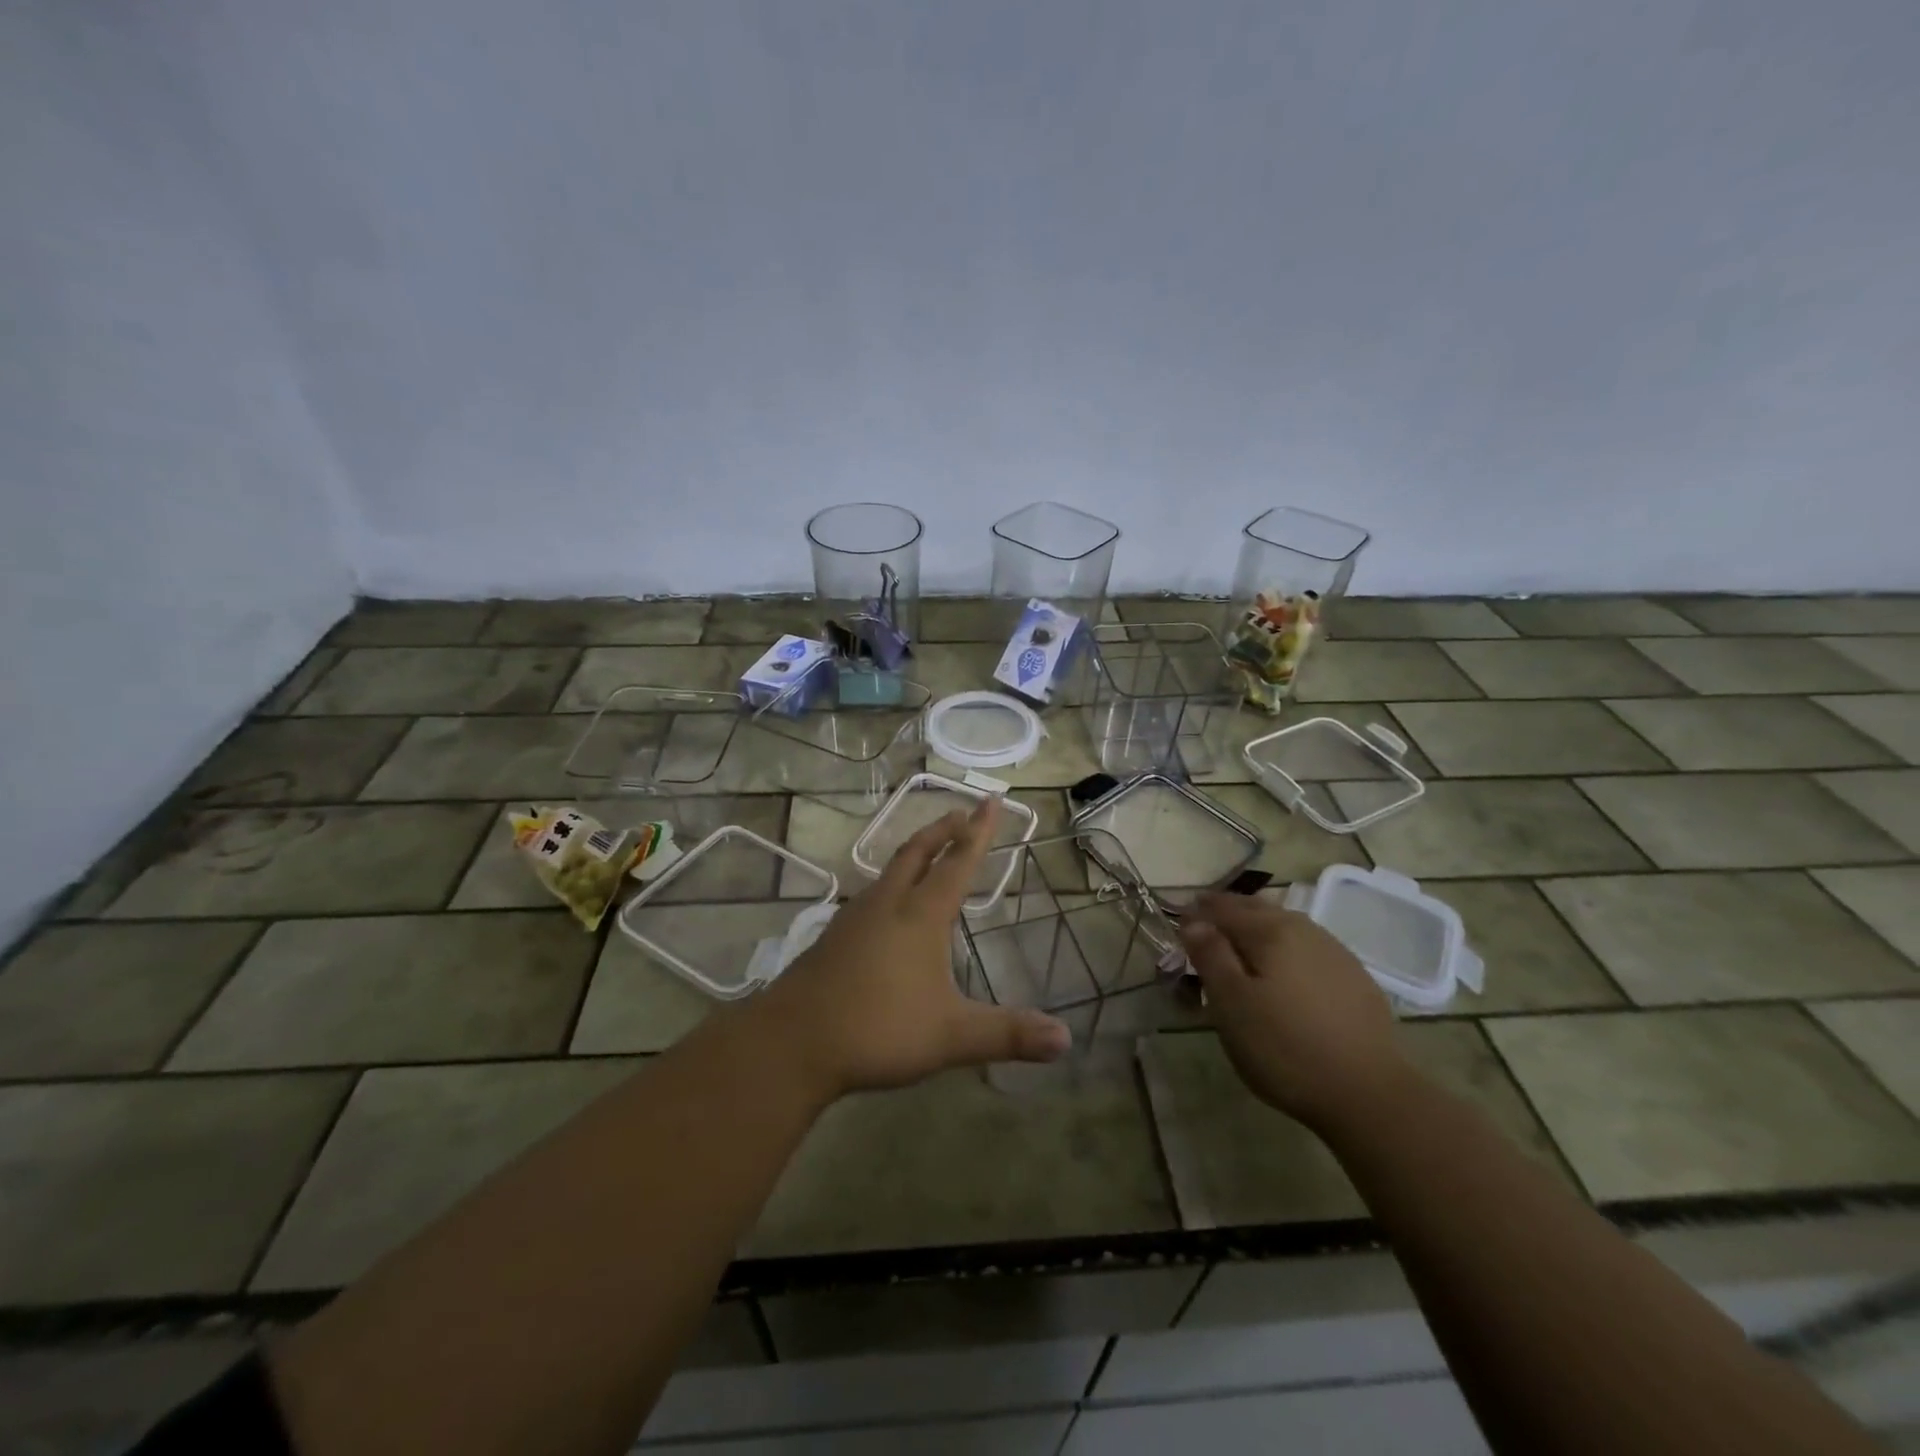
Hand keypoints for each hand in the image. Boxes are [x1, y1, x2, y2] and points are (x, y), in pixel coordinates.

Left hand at [757, 798, 1071, 1097]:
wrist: (793, 1041)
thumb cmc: (878, 1029)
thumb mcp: (951, 1035)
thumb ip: (1007, 1035)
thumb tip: (1065, 1039)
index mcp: (920, 916)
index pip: (958, 863)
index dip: (978, 833)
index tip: (990, 801)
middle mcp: (887, 904)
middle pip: (918, 853)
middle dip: (942, 830)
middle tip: (960, 812)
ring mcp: (855, 918)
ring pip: (890, 871)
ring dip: (915, 853)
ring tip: (928, 852)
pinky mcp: (833, 937)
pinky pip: (871, 894)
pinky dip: (891, 882)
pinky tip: (887, 905)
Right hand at [1179, 892, 1414, 1134]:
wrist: (1368, 1094)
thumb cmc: (1284, 1047)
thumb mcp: (1231, 1003)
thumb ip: (1210, 955)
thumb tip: (1193, 920)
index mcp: (1271, 930)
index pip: (1223, 908)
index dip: (1196, 913)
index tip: (1177, 923)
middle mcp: (1304, 930)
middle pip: (1257, 909)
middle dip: (1227, 913)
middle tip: (1204, 927)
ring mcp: (1335, 953)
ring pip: (1285, 927)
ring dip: (1258, 929)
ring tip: (1240, 947)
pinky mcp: (1355, 979)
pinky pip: (1308, 949)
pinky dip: (1285, 950)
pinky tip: (1283, 973)